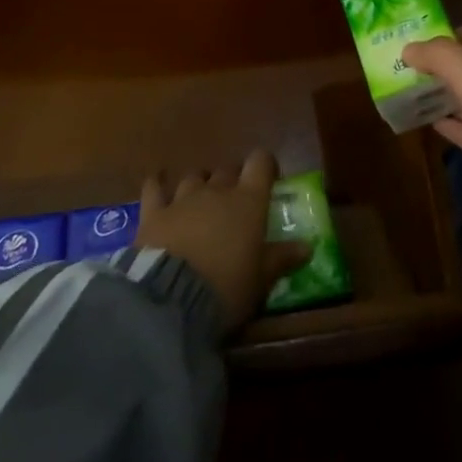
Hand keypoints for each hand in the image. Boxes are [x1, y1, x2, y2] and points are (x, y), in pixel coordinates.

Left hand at [135, 150, 310, 333]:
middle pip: (227, 170)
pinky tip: (157, 183)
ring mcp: (182, 198)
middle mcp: (217, 190)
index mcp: (248, 200)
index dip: (265, 166)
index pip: (260, 162)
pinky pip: (154, 188)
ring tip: (201, 201)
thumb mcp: (261, 279)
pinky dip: (157, 184)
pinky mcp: (153, 213)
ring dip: (200, 184)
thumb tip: (308, 247)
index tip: (268, 180)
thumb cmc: (227, 287)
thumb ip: (282, 258)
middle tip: (235, 203)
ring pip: (195, 176)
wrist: (171, 299)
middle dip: (232, 181)